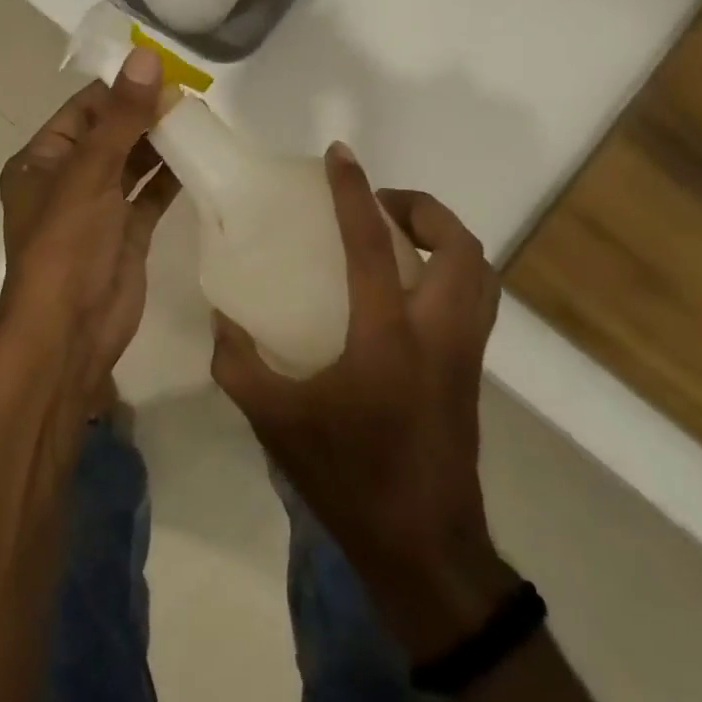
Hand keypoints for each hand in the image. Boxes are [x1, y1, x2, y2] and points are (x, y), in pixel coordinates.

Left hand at [0, 48, 179, 390]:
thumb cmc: (66, 244)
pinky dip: (171, 177)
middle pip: (111, 134)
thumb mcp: (89, 172)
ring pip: (133, 164)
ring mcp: (98, 208)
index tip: (164, 68)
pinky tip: (200, 157)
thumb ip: (121, 117)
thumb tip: (146, 56)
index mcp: (41, 161)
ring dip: (162, 143)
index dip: (121, 88)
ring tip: (201, 118)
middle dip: (146, 115)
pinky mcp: (126, 233)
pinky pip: (150, 195)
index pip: (84, 109)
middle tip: (192, 94)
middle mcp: (67, 180)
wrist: (71, 331)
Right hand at [210, 143, 507, 660]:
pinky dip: (453, 270)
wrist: (422, 546)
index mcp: (388, 336)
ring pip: (479, 270)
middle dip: (421, 208)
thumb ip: (238, 363)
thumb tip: (222, 316)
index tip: (339, 156)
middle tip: (379, 205)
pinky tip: (410, 288)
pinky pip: (477, 298)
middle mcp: (438, 331)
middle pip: (457, 245)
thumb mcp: (274, 421)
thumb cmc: (347, 477)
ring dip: (444, 236)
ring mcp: (465, 351)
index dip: (353, 193)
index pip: (372, 245)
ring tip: (400, 235)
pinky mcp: (473, 371)